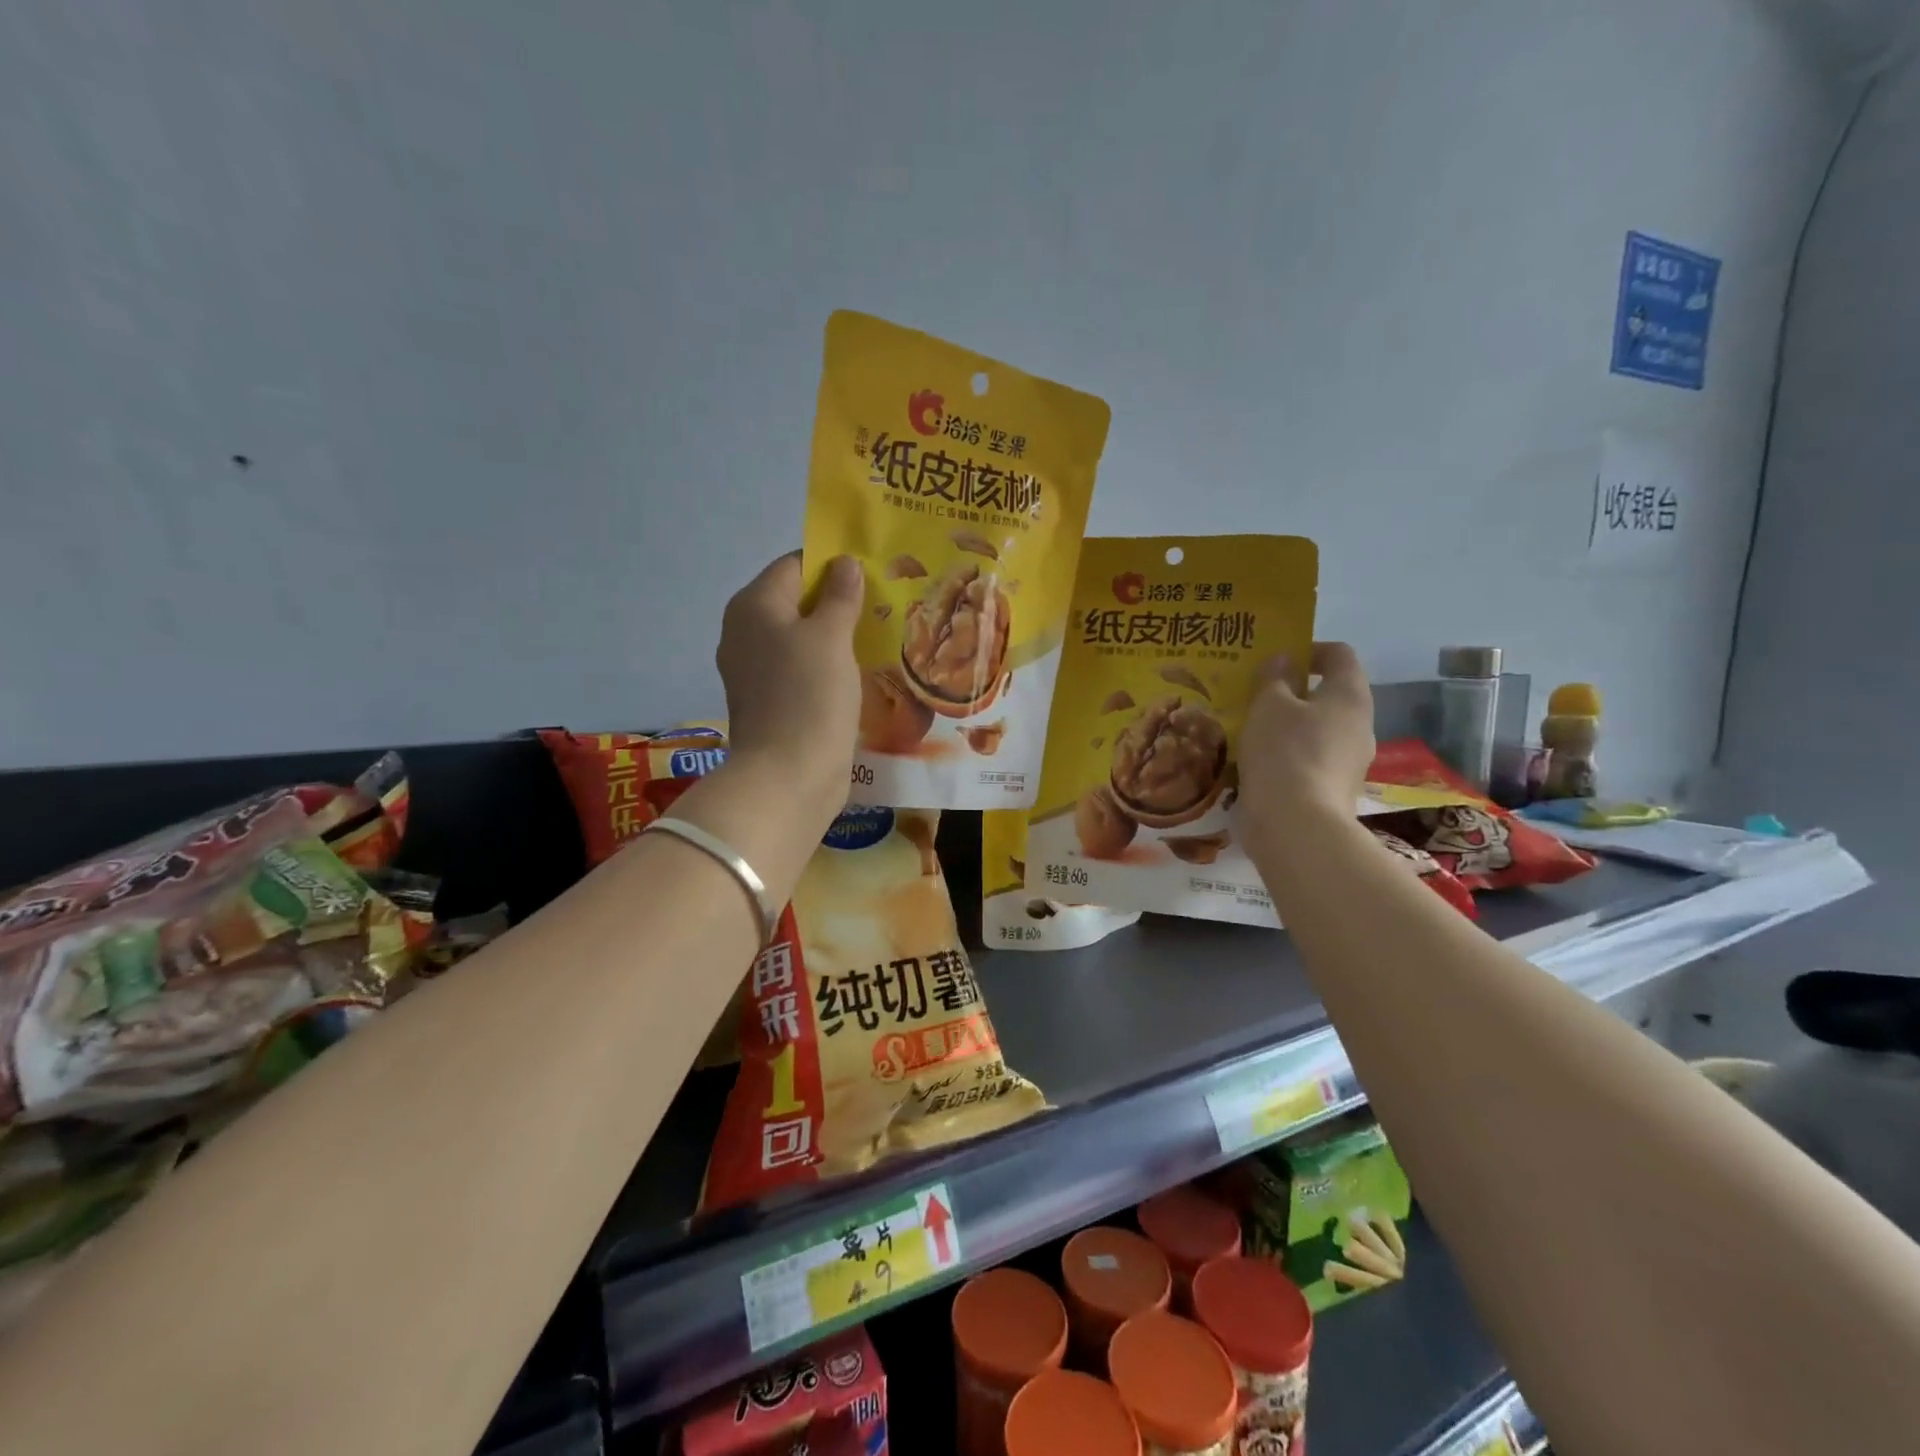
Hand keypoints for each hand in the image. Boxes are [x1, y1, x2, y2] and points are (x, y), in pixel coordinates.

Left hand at [716, 552, 864, 823]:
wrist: (788, 777)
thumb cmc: (809, 696)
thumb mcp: (830, 637)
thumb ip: (840, 596)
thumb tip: (844, 563)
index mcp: (753, 606)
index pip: (794, 565)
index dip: (832, 563)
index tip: (873, 572)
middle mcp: (745, 633)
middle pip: (796, 602)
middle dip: (838, 601)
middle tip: (885, 603)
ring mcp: (756, 671)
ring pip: (801, 638)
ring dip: (836, 636)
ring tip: (880, 634)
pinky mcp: (771, 702)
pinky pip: (802, 670)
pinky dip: (828, 666)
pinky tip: (860, 671)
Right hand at [1239, 642, 1375, 830]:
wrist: (1296, 826)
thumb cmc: (1284, 752)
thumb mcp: (1268, 705)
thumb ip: (1274, 678)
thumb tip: (1283, 660)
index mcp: (1350, 695)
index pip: (1340, 654)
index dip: (1309, 648)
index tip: (1275, 658)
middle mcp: (1359, 724)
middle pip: (1330, 694)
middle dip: (1294, 691)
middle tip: (1255, 694)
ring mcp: (1351, 761)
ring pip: (1318, 729)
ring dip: (1288, 725)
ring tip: (1250, 729)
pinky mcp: (1334, 789)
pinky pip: (1310, 759)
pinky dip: (1288, 755)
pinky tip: (1258, 762)